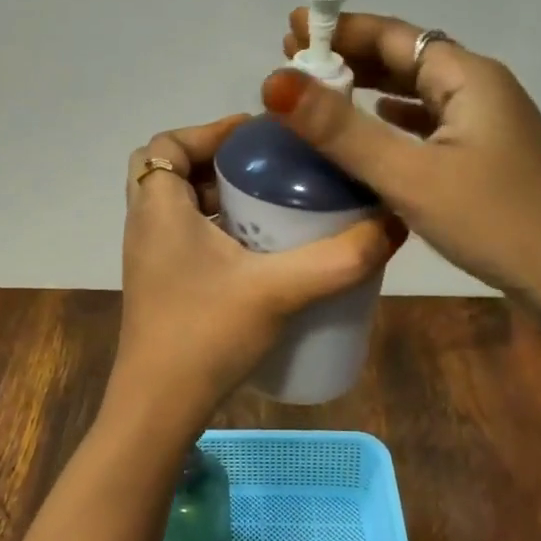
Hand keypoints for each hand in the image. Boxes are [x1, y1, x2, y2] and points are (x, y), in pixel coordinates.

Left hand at [112, 115, 401, 438]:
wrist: (158, 409)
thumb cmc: (206, 335)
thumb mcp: (279, 290)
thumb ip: (339, 258)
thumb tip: (394, 224)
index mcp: (158, 210)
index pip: (166, 144)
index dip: (208, 130)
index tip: (257, 138)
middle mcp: (146, 226)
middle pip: (171, 171)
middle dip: (217, 162)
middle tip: (268, 170)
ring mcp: (150, 260)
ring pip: (178, 207)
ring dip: (217, 197)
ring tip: (271, 205)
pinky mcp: (161, 287)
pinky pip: (184, 237)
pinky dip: (215, 229)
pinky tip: (258, 253)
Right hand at [267, 12, 540, 355]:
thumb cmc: (495, 221)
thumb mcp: (409, 175)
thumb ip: (341, 130)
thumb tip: (274, 82)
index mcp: (468, 77)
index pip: (393, 36)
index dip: (340, 28)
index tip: (291, 28)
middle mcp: (481, 88)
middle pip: (406, 58)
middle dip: (350, 54)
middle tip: (295, 59)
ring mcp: (489, 123)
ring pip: (419, 90)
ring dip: (371, 85)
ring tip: (322, 87)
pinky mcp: (488, 156)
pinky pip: (431, 121)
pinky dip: (397, 117)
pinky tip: (378, 124)